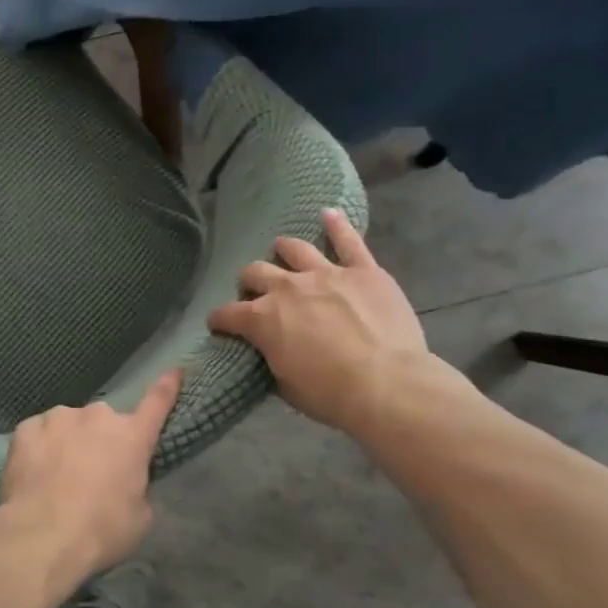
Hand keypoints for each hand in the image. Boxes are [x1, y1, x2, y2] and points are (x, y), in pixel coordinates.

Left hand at [0, 370, 182, 578]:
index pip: (157, 403)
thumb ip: (136, 486)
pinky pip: (38, 433)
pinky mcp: (26, 428)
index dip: (167, 387)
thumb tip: (125, 481)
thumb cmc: (102, 530)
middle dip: (100, 440)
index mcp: (131, 436)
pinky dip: (39, 447)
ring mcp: (59, 418)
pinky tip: (34, 472)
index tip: (174, 369)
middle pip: (103, 422)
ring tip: (57, 476)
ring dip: (68, 441)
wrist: (43, 536)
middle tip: (91, 473)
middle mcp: (97, 417)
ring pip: (68, 424)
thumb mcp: (139, 517)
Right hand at [209, 210, 433, 437]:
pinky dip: (338, 225)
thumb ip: (272, 359)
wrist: (388, 385)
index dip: (220, 320)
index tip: (219, 325)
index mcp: (262, 319)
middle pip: (255, 272)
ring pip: (294, 250)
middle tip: (256, 293)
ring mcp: (325, 274)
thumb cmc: (332, 394)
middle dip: (249, 282)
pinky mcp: (363, 271)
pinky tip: (329, 213)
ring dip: (284, 250)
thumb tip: (271, 351)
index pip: (227, 314)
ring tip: (282, 251)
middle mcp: (286, 288)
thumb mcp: (286, 386)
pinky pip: (349, 242)